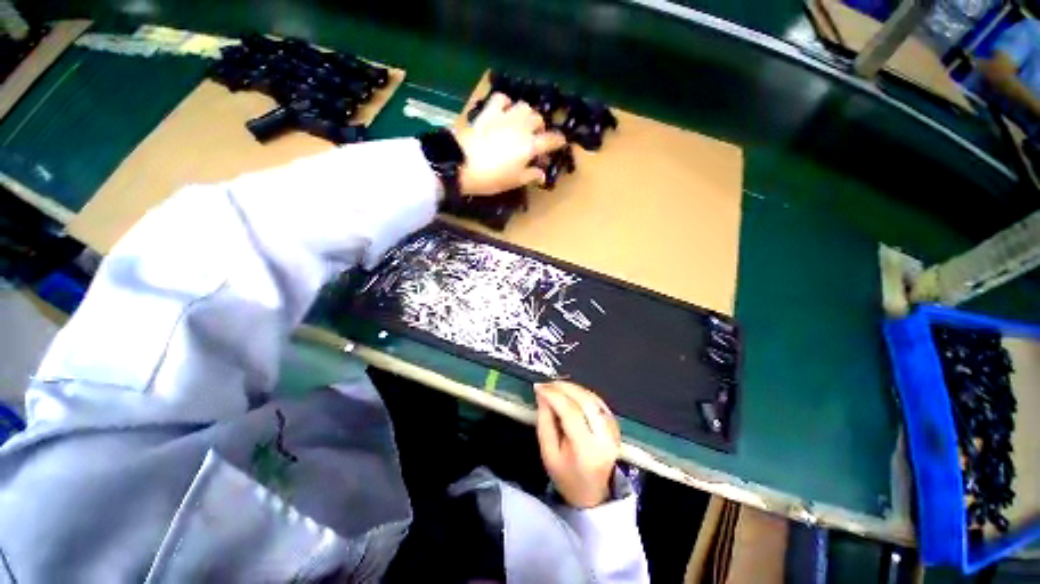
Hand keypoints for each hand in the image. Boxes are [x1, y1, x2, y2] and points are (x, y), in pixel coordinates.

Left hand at [454, 93, 566, 195]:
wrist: (463, 164)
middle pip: (538, 119)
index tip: (560, 143)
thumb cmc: (492, 178)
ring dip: (526, 114)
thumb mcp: (514, 181)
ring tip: (521, 124)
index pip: (552, 140)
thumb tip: (542, 174)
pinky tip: (504, 112)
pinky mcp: (489, 112)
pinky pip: (502, 99)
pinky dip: (506, 103)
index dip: (558, 141)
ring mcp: (505, 117)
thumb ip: (531, 175)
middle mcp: (522, 127)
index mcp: (530, 146)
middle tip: (536, 138)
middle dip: (541, 127)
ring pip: (524, 106)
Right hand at [535, 381, 620, 507]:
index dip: (554, 395)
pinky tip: (570, 392)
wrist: (591, 493)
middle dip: (564, 387)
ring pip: (593, 398)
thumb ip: (545, 421)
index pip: (571, 412)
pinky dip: (582, 393)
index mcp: (586, 449)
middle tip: (547, 383)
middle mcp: (604, 437)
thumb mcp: (548, 452)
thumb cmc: (565, 475)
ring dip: (573, 387)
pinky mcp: (615, 425)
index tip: (538, 386)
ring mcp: (613, 431)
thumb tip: (542, 394)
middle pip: (585, 401)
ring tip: (555, 386)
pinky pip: (598, 401)